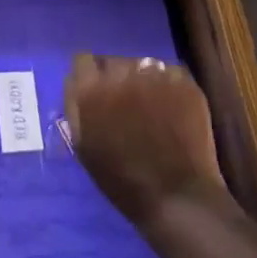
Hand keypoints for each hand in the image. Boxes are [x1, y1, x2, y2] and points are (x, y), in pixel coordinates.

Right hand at [65, 53, 224, 224]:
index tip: (96, 94)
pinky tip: (173, 110)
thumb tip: (76, 83)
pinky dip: (168, 87)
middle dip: (116, 79)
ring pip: (141, 65)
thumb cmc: (123, 179)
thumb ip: (75, 107)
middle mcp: (119, 70)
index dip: (89, 77)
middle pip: (112, 61)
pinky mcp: (182, 79)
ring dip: (142, 80)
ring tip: (152, 108)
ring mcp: (153, 72)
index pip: (82, 61)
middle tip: (125, 105)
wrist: (176, 196)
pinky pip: (168, 73)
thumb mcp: (83, 145)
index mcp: (90, 88)